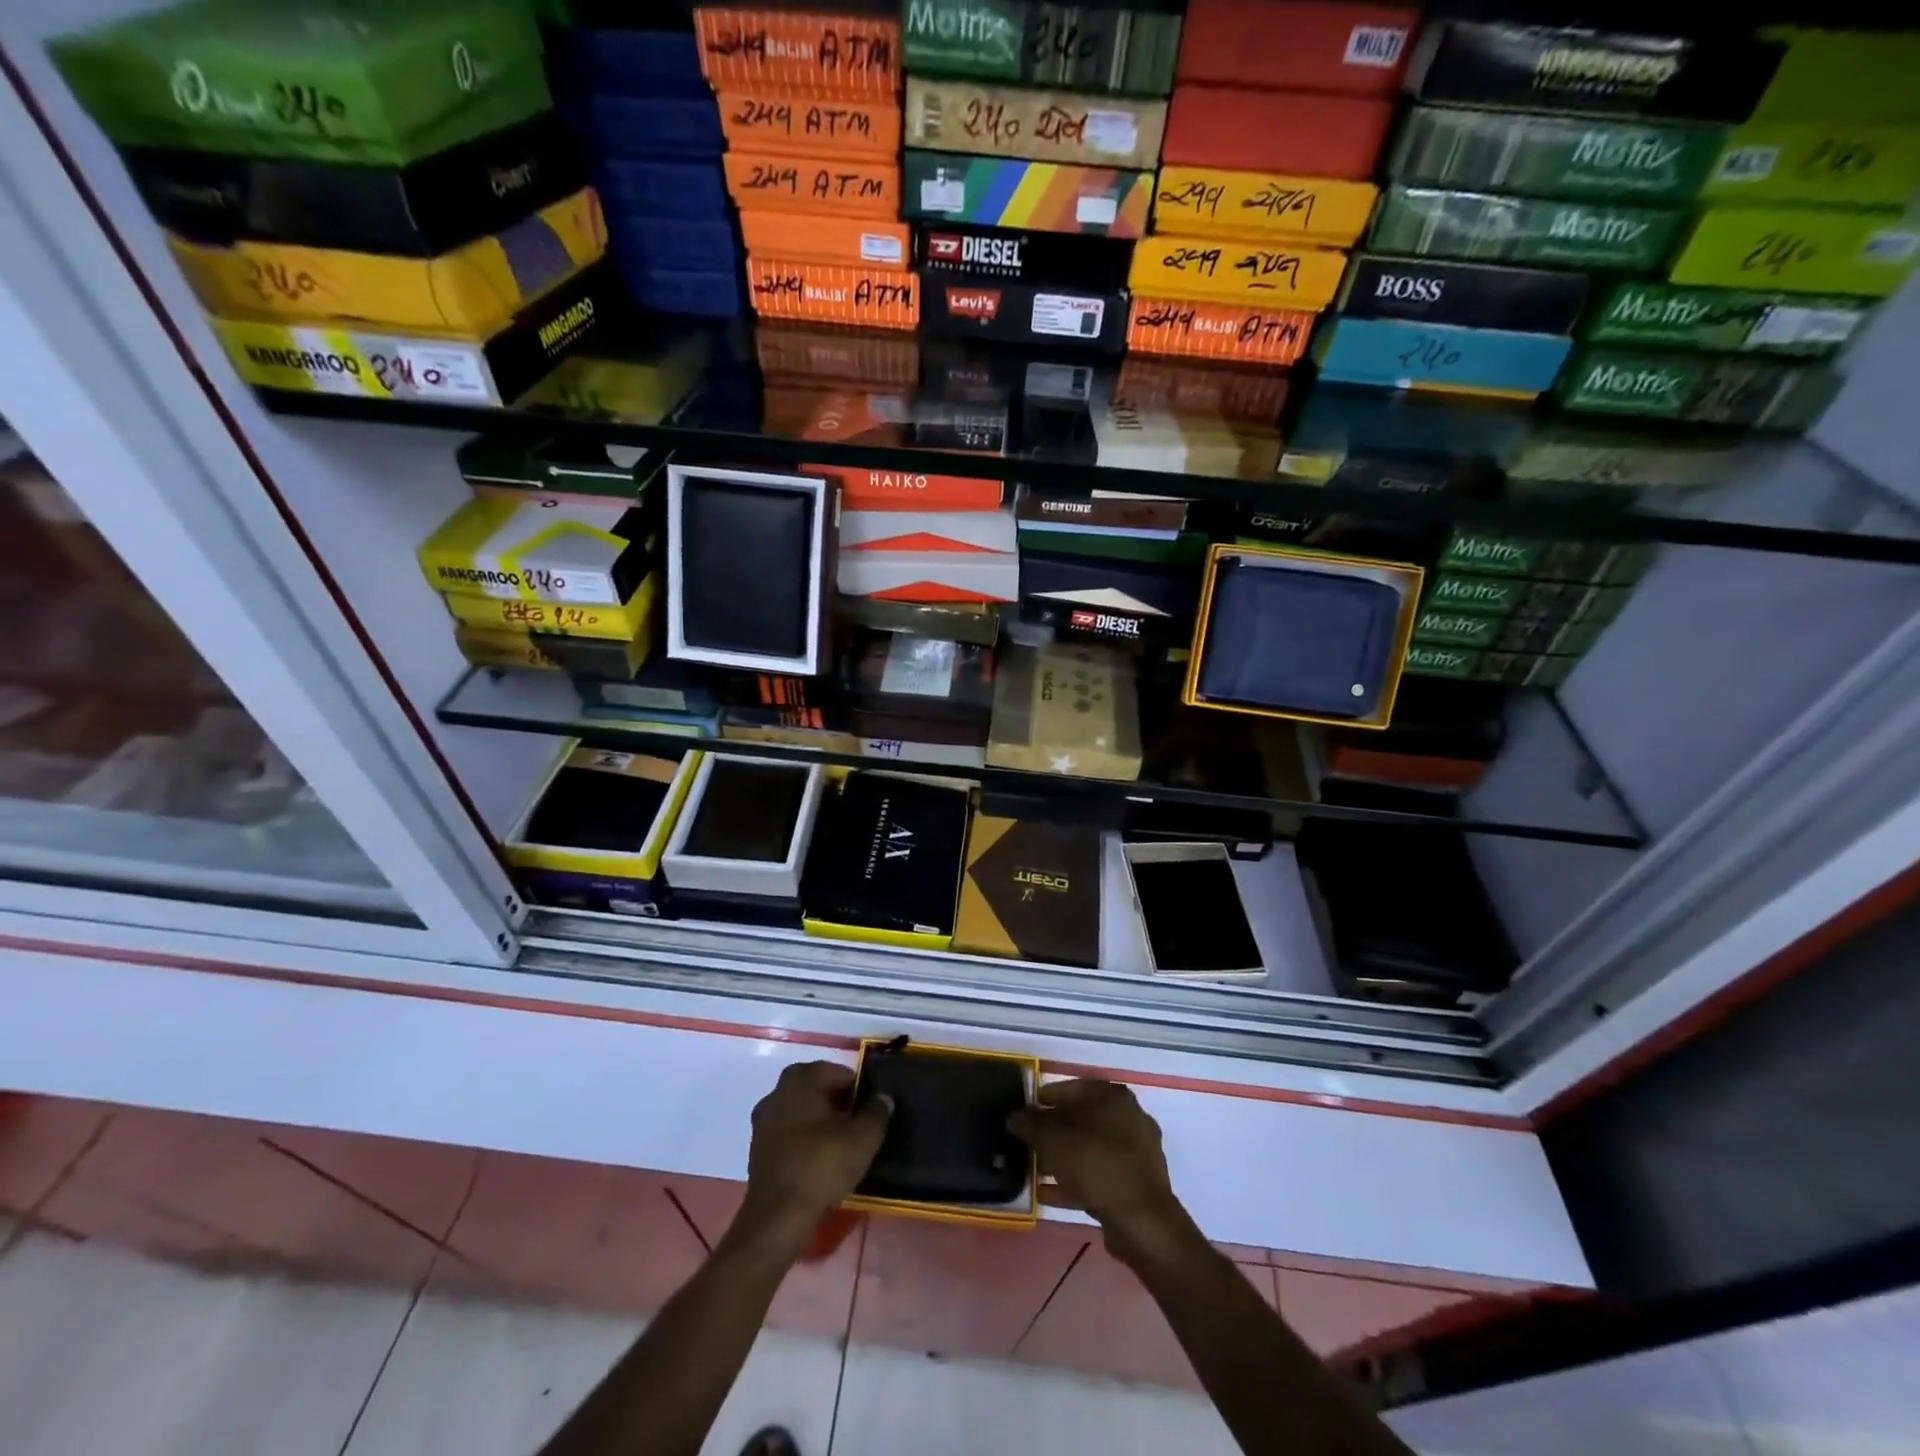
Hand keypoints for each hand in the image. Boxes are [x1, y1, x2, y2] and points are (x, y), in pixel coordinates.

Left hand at [728, 1061, 890, 1259]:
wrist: (778, 1217)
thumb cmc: (822, 1165)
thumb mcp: (864, 1137)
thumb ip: (877, 1111)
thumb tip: (883, 1097)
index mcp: (801, 1079)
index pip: (836, 1072)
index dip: (857, 1088)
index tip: (870, 1108)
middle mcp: (777, 1093)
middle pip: (815, 1090)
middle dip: (836, 1103)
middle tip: (857, 1124)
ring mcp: (763, 1123)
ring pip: (800, 1112)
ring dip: (818, 1123)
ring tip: (840, 1145)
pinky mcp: (757, 1152)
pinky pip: (788, 1136)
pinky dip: (803, 1142)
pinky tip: (819, 1162)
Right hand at [1007, 1080, 1190, 1263]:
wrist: (1143, 1222)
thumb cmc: (1097, 1166)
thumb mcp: (1054, 1141)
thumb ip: (1031, 1124)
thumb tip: (1014, 1116)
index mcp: (1113, 1097)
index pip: (1072, 1088)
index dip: (1045, 1098)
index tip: (1025, 1111)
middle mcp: (1129, 1117)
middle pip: (1082, 1118)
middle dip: (1053, 1131)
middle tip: (1029, 1141)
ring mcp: (1136, 1152)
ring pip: (1090, 1148)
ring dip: (1063, 1157)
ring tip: (1035, 1169)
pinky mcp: (1136, 1182)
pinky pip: (1099, 1173)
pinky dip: (1075, 1180)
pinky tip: (1048, 1193)